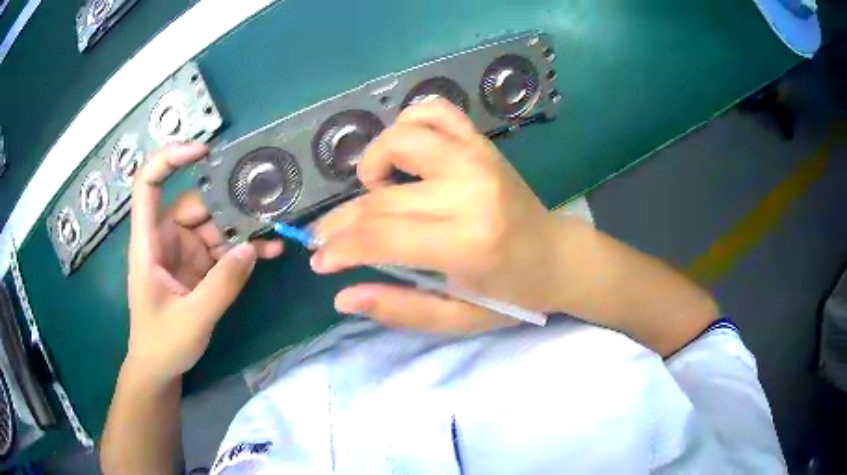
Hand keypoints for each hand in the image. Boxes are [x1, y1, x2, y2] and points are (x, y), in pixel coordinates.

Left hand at [125, 143, 283, 384]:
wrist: (160, 370)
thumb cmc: (162, 343)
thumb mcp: (192, 319)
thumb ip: (221, 285)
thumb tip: (251, 248)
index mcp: (149, 243)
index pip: (149, 185)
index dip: (169, 160)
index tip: (203, 152)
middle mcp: (166, 239)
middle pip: (195, 205)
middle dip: (227, 205)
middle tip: (265, 207)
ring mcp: (184, 253)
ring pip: (213, 226)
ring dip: (242, 230)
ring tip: (274, 233)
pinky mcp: (198, 269)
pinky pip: (222, 250)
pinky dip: (242, 250)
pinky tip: (267, 252)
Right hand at [311, 100, 588, 333]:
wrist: (556, 256)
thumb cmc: (511, 295)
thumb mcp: (457, 319)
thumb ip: (399, 309)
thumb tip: (342, 297)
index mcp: (466, 244)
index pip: (380, 238)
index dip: (339, 248)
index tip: (319, 259)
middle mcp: (469, 192)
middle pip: (381, 198)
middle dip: (340, 221)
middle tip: (325, 236)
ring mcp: (477, 159)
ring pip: (401, 138)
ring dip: (373, 162)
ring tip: (375, 189)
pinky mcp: (483, 144)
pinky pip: (436, 111)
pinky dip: (409, 122)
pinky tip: (406, 150)